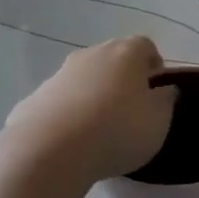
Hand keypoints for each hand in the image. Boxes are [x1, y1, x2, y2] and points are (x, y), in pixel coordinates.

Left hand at [0, 37, 177, 184]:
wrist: (49, 151)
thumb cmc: (117, 130)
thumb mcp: (159, 121)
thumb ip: (165, 101)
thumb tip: (164, 90)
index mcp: (126, 53)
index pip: (145, 46)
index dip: (154, 65)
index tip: (157, 88)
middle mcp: (91, 54)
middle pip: (112, 58)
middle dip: (123, 78)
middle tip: (131, 107)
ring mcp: (58, 75)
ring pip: (84, 79)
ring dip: (94, 95)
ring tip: (100, 128)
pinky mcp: (33, 99)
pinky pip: (60, 102)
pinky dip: (68, 114)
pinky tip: (72, 141)